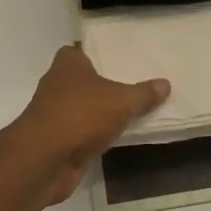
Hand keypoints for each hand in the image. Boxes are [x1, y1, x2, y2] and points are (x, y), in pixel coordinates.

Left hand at [12, 46, 169, 205]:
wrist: (45, 159)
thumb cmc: (81, 114)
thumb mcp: (122, 101)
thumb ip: (143, 94)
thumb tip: (166, 83)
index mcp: (67, 64)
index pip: (79, 52)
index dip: (96, 57)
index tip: (118, 62)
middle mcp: (56, 84)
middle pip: (82, 81)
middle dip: (102, 86)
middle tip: (132, 88)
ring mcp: (54, 114)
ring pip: (81, 109)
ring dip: (97, 114)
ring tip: (129, 114)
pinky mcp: (56, 141)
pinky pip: (81, 133)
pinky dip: (94, 137)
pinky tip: (115, 139)